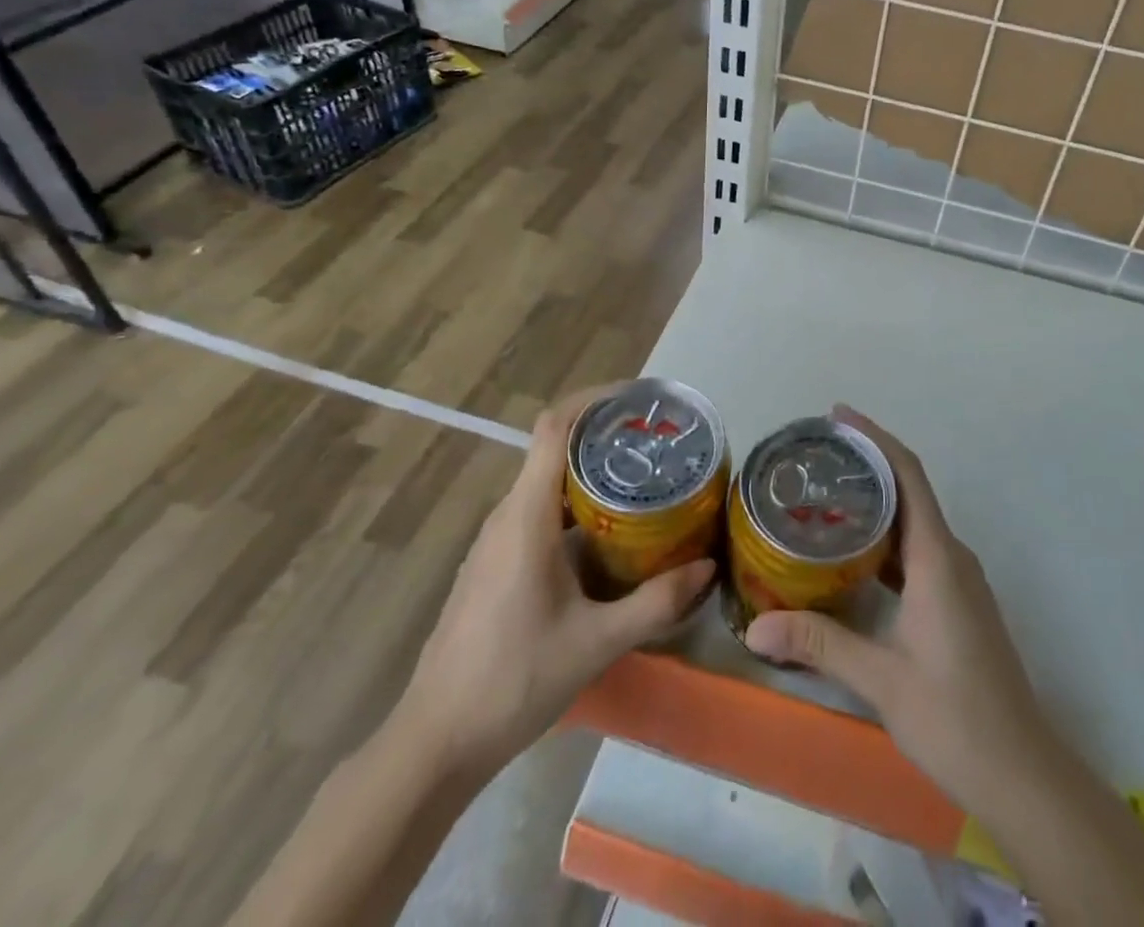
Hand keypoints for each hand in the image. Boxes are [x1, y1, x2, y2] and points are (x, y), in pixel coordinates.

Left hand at [397, 387, 714, 776]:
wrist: (436, 742)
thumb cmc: (513, 680)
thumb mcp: (596, 642)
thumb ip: (655, 602)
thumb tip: (708, 568)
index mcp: (526, 516)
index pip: (553, 428)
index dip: (593, 400)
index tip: (637, 400)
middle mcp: (507, 516)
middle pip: (553, 448)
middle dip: (603, 435)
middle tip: (657, 443)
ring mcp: (495, 542)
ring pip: (545, 482)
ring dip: (590, 471)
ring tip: (643, 480)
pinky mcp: (494, 566)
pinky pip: (537, 512)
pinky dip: (574, 504)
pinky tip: (608, 534)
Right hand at [744, 406, 1056, 806]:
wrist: (1021, 772)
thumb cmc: (955, 716)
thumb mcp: (881, 679)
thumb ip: (819, 645)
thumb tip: (754, 629)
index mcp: (937, 557)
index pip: (908, 475)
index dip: (875, 438)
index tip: (838, 415)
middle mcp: (951, 556)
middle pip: (909, 490)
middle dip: (868, 463)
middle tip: (816, 456)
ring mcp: (958, 580)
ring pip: (914, 521)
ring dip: (876, 501)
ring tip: (825, 496)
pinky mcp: (957, 602)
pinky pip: (918, 550)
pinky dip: (886, 537)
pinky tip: (853, 554)